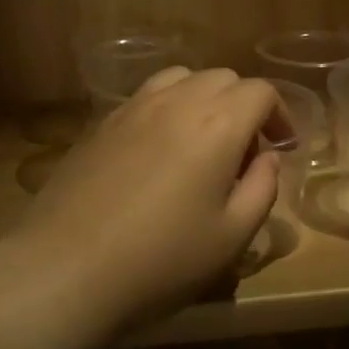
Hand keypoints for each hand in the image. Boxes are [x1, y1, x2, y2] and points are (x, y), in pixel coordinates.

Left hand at [13, 67, 290, 334]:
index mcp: (216, 124)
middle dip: (244, 106)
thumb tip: (266, 158)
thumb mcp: (231, 237)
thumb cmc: (160, 261)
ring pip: (180, 79)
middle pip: (222, 78)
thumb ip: (261, 189)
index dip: (280, 115)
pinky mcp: (100, 124)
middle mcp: (175, 102)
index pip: (260, 92)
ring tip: (202, 143)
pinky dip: (167, 109)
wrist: (65, 269)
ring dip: (203, 100)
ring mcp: (131, 108)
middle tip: (245, 154)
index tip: (283, 148)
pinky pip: (146, 98)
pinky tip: (159, 153)